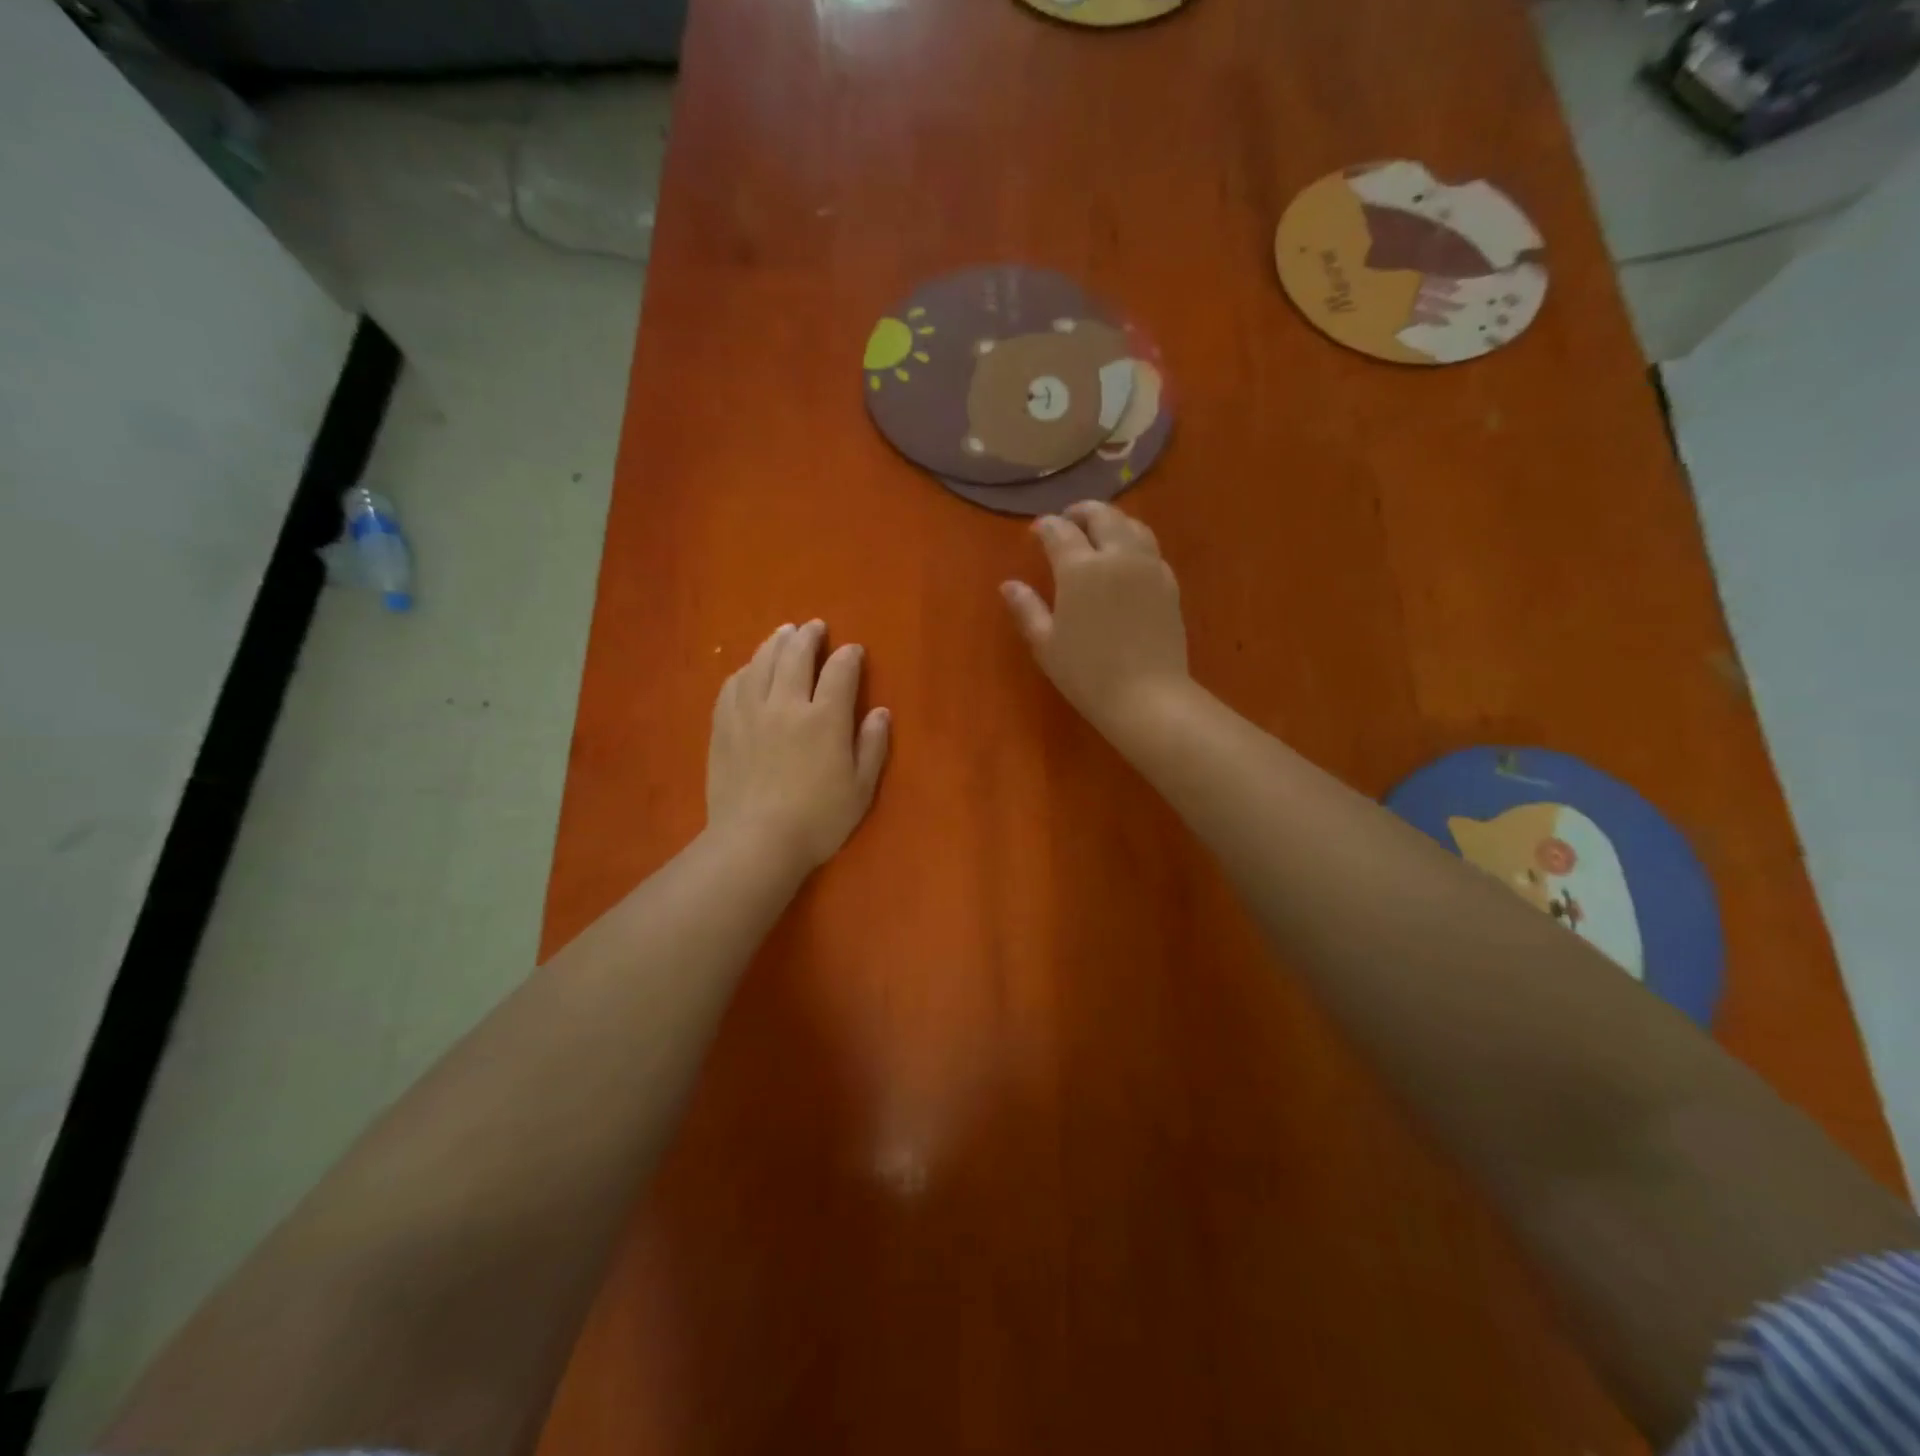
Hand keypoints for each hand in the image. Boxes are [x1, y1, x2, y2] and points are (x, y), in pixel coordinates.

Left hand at [706, 620, 889, 873]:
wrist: (755, 842)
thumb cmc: (817, 820)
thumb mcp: (860, 789)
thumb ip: (873, 746)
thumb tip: (880, 712)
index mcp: (825, 718)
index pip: (840, 672)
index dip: (849, 656)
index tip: (853, 650)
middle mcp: (787, 704)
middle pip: (796, 655)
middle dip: (809, 636)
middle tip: (814, 628)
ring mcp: (750, 712)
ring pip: (762, 663)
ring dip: (775, 643)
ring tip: (783, 633)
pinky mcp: (724, 726)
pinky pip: (733, 686)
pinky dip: (745, 670)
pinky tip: (750, 669)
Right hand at [1000, 501, 1190, 739]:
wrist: (1147, 696)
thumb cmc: (1087, 673)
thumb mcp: (1046, 645)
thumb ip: (1027, 609)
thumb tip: (1009, 585)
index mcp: (1080, 569)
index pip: (1060, 531)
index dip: (1045, 526)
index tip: (1036, 531)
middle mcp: (1117, 556)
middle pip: (1102, 516)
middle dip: (1081, 512)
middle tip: (1068, 521)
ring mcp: (1148, 567)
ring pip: (1132, 525)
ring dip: (1112, 521)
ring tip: (1099, 533)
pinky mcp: (1168, 583)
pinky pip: (1150, 549)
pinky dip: (1134, 542)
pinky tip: (1126, 559)